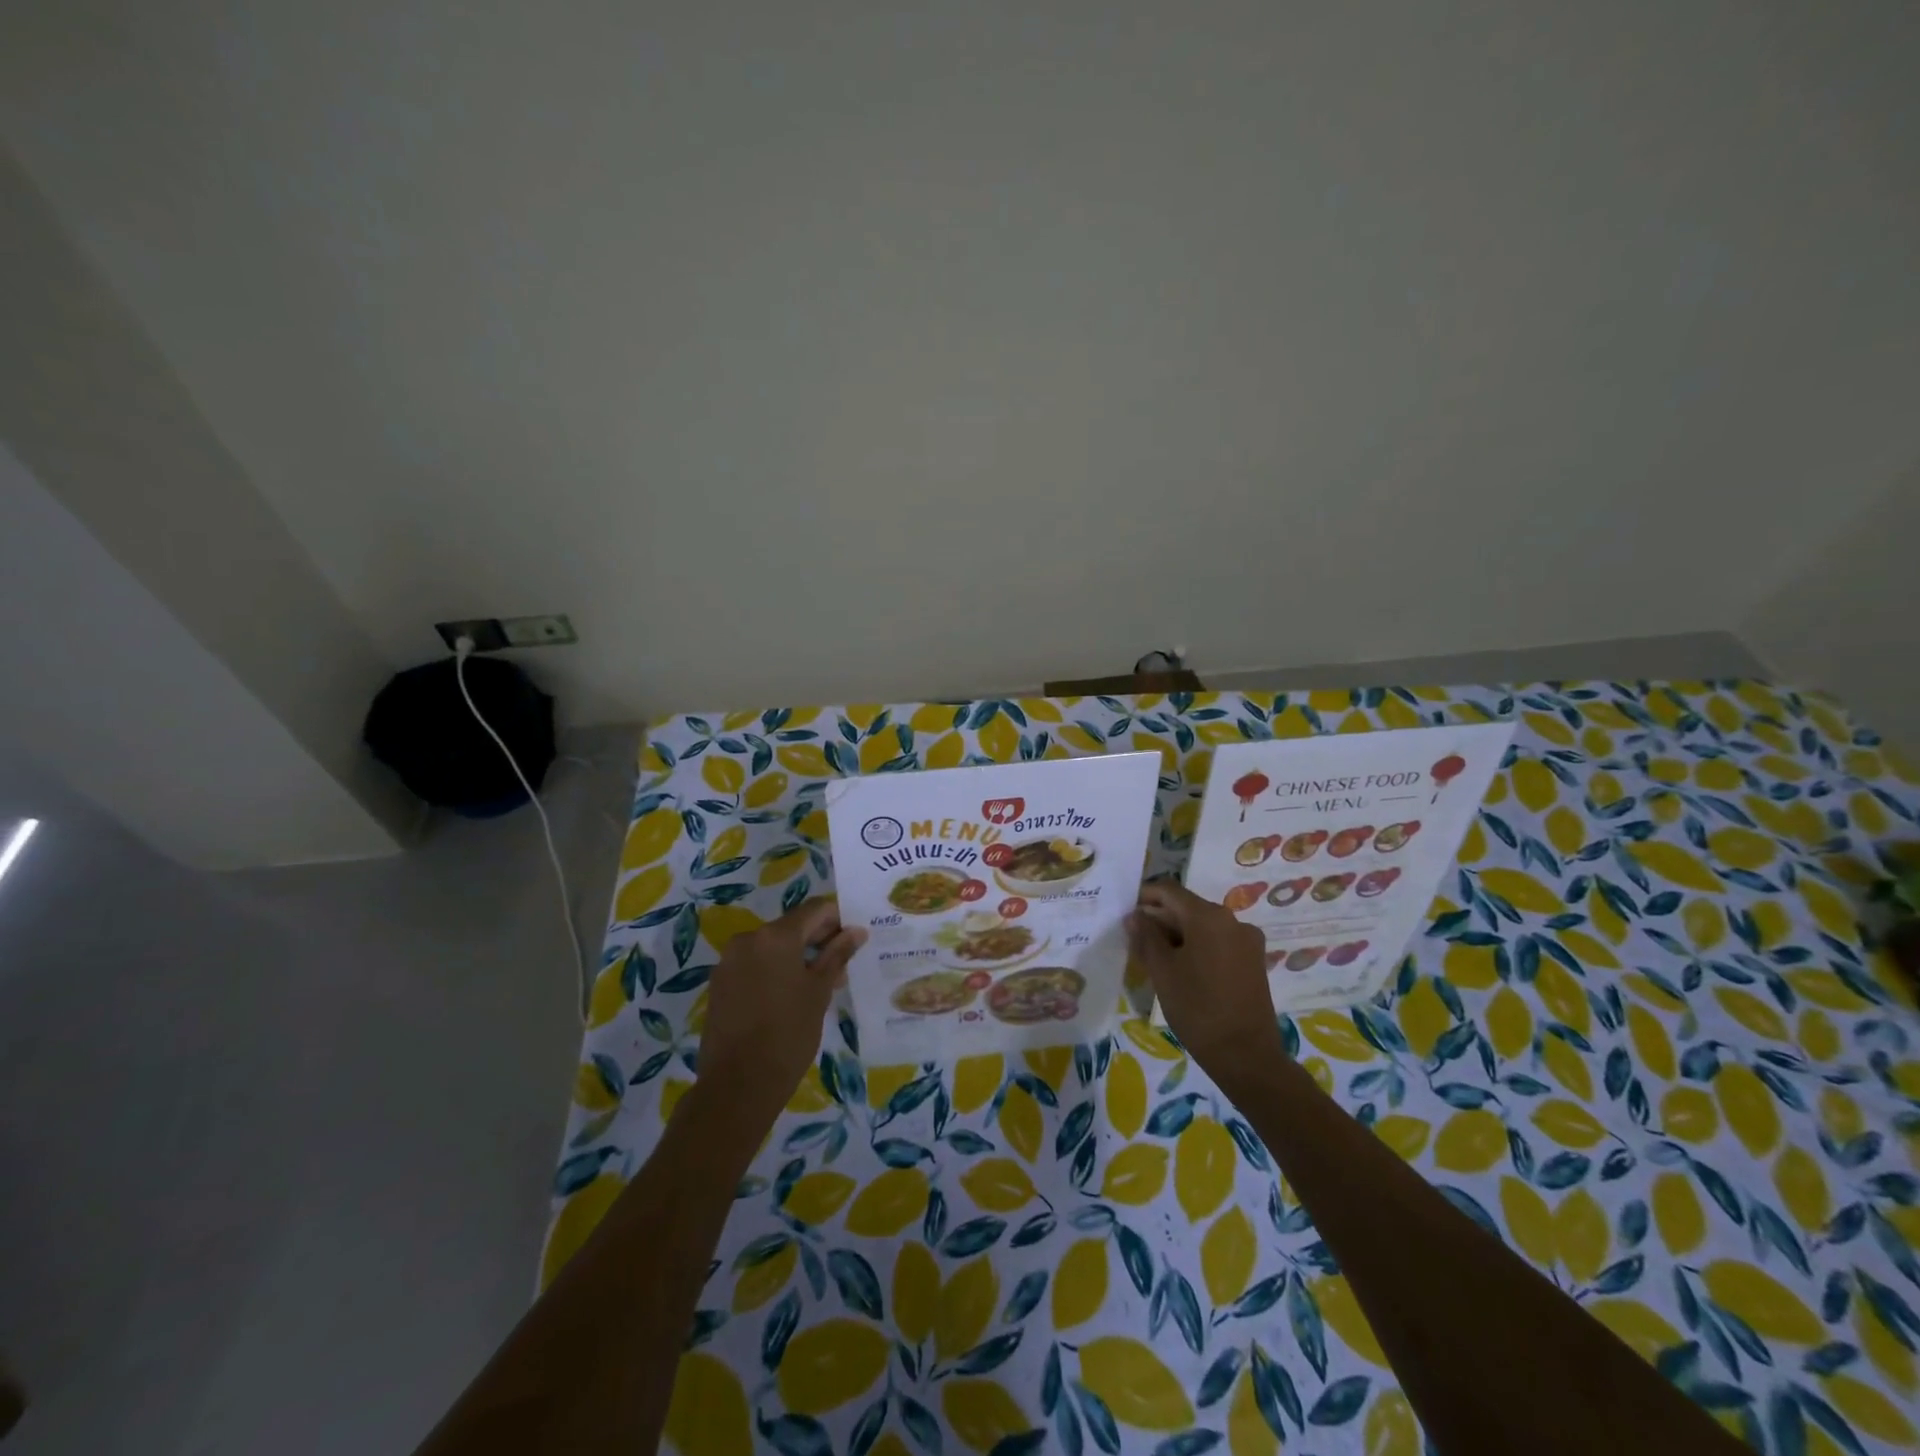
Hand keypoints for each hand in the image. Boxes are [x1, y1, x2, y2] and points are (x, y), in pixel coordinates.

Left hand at [698, 898, 865, 1119]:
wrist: (738, 1084)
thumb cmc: (788, 1033)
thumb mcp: (819, 992)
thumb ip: (837, 955)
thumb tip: (857, 931)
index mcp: (776, 936)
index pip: (815, 910)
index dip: (837, 920)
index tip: (852, 943)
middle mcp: (748, 939)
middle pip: (792, 927)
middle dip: (818, 941)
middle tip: (840, 969)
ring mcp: (729, 961)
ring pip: (772, 947)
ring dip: (797, 958)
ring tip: (817, 988)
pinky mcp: (719, 984)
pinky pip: (754, 965)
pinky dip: (774, 971)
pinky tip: (788, 998)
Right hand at [1128, 881, 1282, 1078]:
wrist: (1246, 1056)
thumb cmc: (1197, 1008)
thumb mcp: (1162, 971)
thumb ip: (1146, 937)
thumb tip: (1135, 916)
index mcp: (1208, 916)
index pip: (1169, 891)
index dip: (1145, 896)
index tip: (1126, 912)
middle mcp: (1232, 920)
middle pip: (1188, 907)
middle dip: (1160, 919)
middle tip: (1136, 940)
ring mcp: (1247, 941)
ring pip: (1203, 926)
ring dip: (1178, 934)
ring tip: (1155, 958)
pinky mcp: (1254, 961)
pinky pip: (1218, 942)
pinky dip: (1197, 947)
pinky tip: (1182, 969)